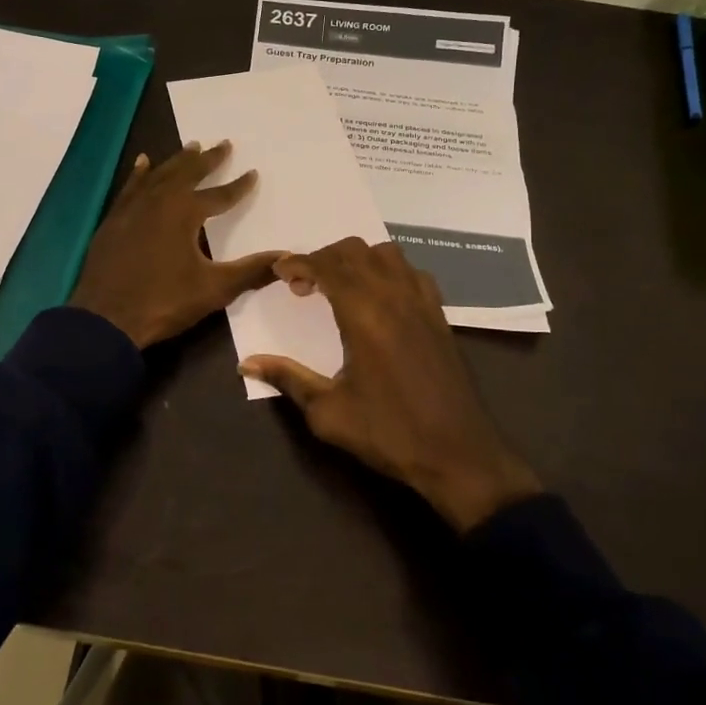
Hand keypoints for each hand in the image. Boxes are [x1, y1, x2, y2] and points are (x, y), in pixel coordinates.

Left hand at [70, 141, 284, 349]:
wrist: (105, 319)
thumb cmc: (164, 301)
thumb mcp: (214, 289)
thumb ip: (252, 271)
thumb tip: (287, 257)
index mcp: (185, 212)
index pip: (219, 194)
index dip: (239, 185)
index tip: (253, 172)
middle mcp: (159, 200)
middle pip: (187, 173)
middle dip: (208, 160)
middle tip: (223, 144)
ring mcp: (132, 208)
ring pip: (159, 175)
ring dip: (177, 160)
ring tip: (191, 146)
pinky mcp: (113, 220)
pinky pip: (131, 187)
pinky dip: (140, 174)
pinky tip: (143, 163)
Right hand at [240, 238, 541, 532]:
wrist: (458, 453)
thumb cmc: (388, 433)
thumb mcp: (328, 412)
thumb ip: (287, 378)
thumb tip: (247, 363)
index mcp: (364, 315)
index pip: (326, 266)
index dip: (298, 262)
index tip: (279, 272)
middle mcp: (394, 296)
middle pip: (354, 251)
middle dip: (322, 257)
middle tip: (303, 285)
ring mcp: (422, 302)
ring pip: (386, 253)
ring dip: (357, 259)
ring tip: (340, 286)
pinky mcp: (439, 315)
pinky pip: (412, 272)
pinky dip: (389, 271)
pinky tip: (380, 298)